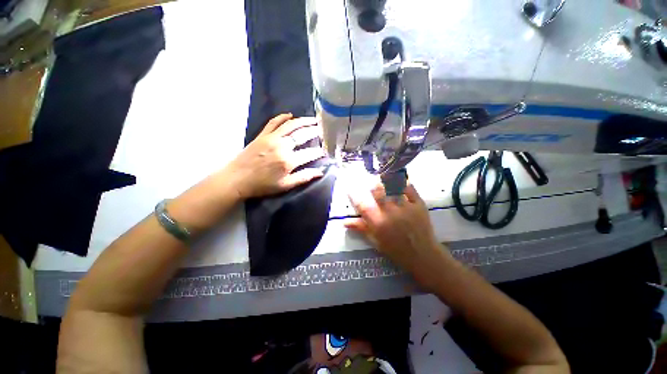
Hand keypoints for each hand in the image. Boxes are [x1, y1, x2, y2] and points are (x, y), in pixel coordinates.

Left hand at [227, 113, 325, 198]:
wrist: (237, 179)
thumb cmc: (262, 185)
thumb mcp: (285, 185)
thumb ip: (304, 177)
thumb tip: (321, 172)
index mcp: (289, 161)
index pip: (310, 153)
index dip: (320, 152)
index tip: (326, 151)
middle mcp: (282, 146)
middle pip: (302, 135)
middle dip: (315, 132)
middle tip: (323, 130)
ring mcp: (271, 138)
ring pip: (291, 125)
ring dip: (304, 121)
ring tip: (313, 119)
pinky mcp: (262, 135)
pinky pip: (274, 122)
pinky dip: (282, 117)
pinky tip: (290, 115)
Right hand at [346, 183, 451, 282]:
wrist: (422, 255)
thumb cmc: (396, 250)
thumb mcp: (376, 241)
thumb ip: (361, 228)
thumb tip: (345, 222)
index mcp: (378, 223)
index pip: (362, 205)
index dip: (354, 195)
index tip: (350, 189)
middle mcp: (390, 213)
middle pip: (378, 191)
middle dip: (372, 185)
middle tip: (372, 184)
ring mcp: (405, 207)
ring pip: (393, 187)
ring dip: (387, 181)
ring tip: (385, 179)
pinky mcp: (419, 205)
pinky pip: (410, 188)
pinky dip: (404, 183)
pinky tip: (400, 183)